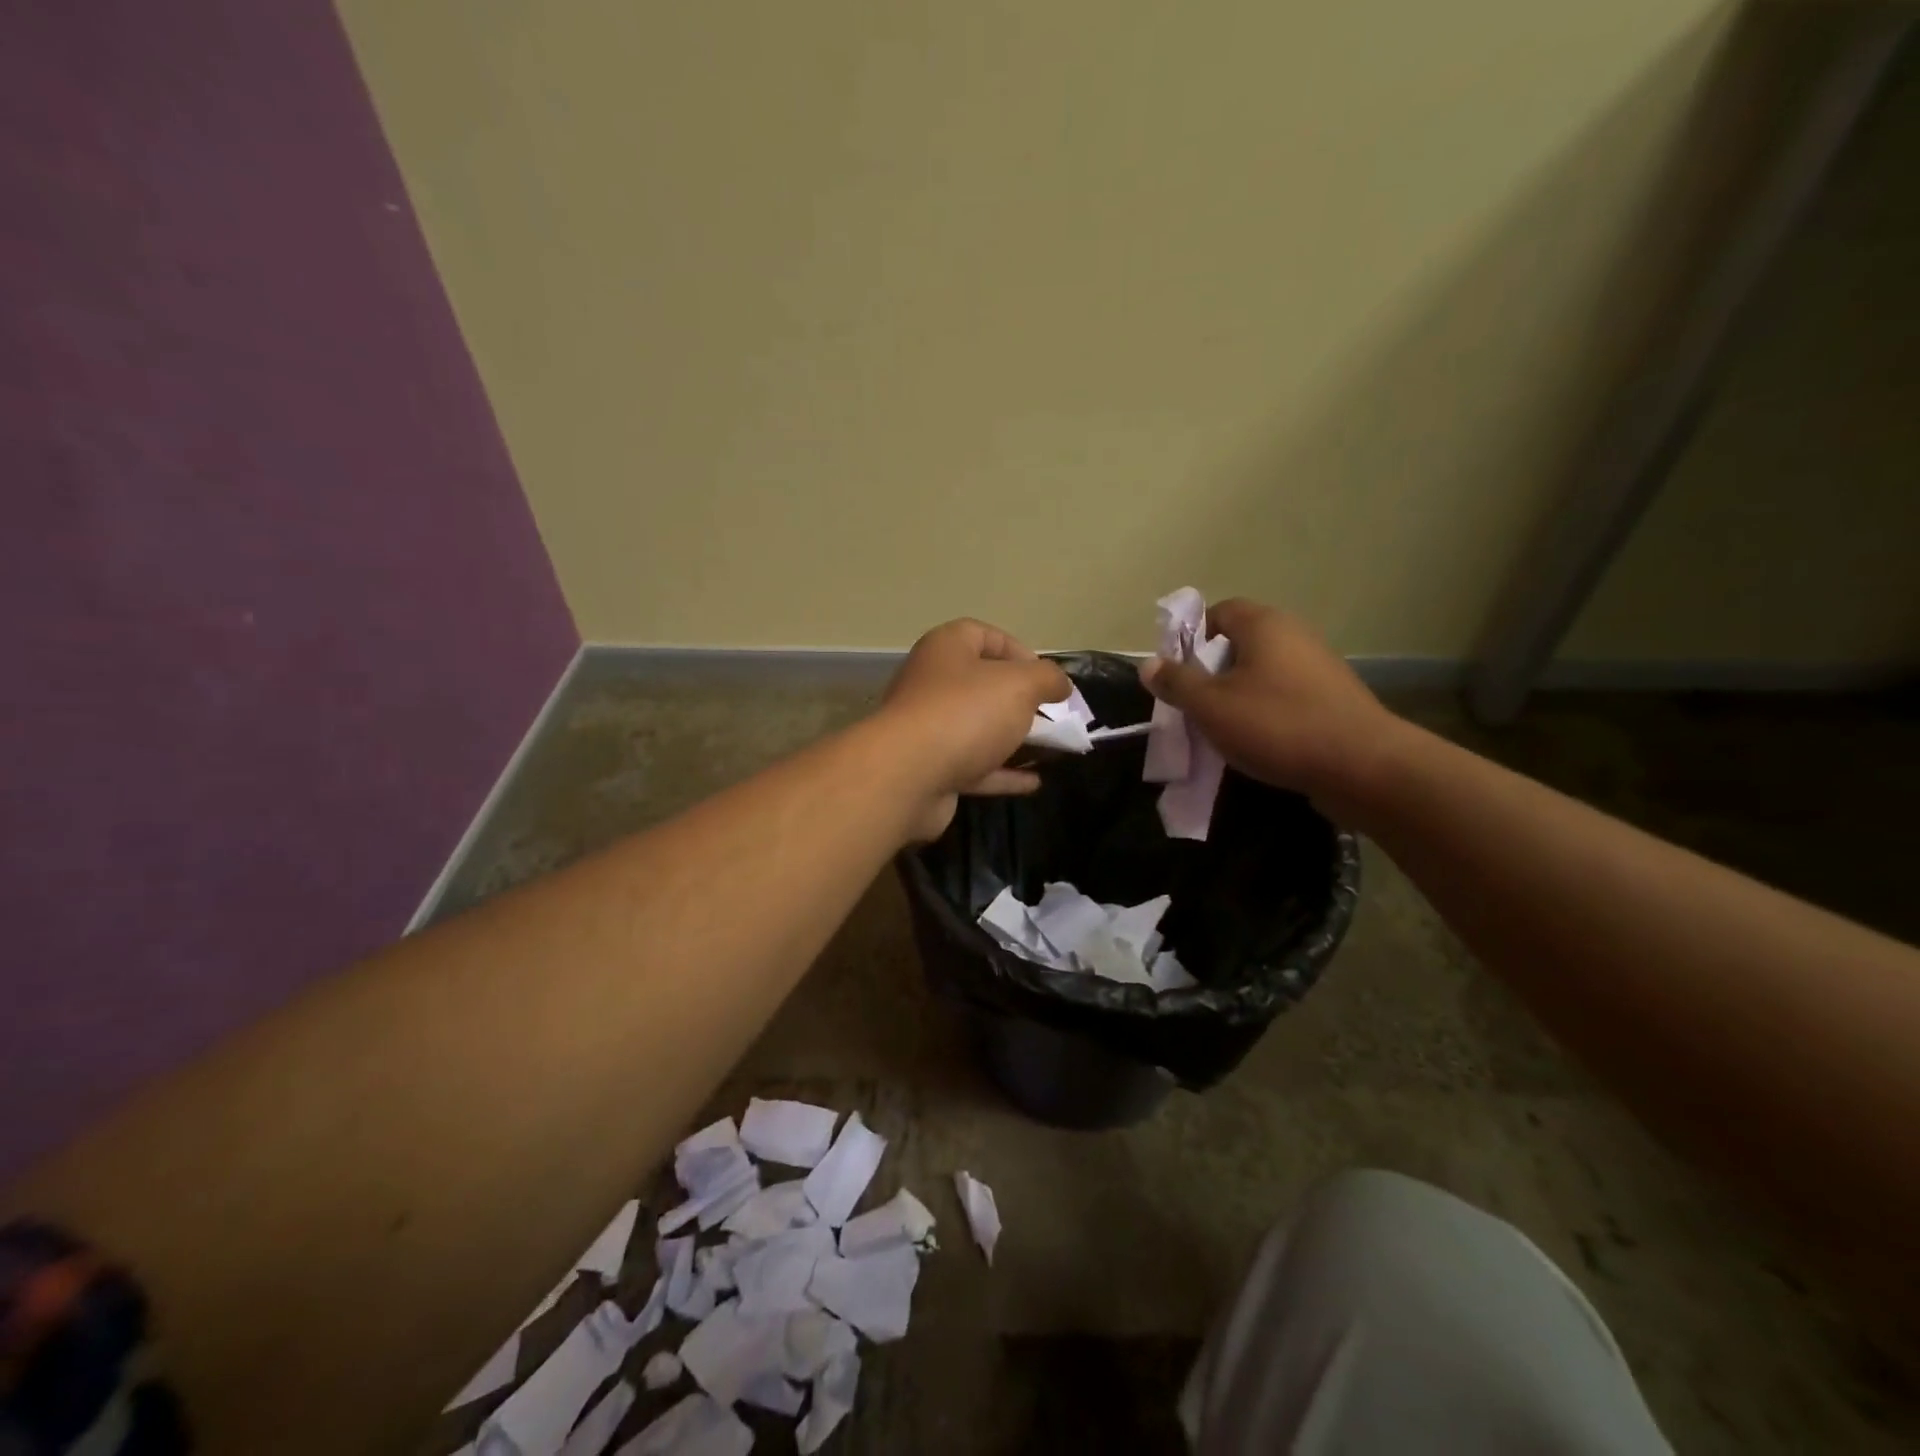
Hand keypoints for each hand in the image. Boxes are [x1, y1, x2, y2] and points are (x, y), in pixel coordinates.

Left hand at [878, 619, 1071, 840]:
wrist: (908, 776)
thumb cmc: (966, 712)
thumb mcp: (1020, 684)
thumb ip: (1047, 679)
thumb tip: (1061, 685)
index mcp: (946, 649)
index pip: (983, 635)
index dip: (1018, 650)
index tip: (1046, 677)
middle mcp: (932, 684)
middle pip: (981, 685)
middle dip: (1020, 700)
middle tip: (1053, 715)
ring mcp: (928, 730)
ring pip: (978, 728)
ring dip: (1013, 739)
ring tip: (1052, 749)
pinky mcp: (930, 770)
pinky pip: (973, 766)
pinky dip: (1002, 773)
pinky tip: (1034, 781)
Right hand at [1139, 599, 1404, 822]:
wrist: (1362, 766)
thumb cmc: (1277, 725)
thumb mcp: (1211, 706)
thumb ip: (1176, 682)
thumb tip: (1147, 664)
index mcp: (1264, 625)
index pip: (1219, 612)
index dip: (1191, 637)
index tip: (1176, 672)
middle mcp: (1294, 635)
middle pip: (1240, 644)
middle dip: (1211, 672)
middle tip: (1193, 704)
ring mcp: (1319, 666)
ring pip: (1262, 673)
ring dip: (1237, 695)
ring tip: (1220, 728)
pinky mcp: (1333, 698)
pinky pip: (1285, 696)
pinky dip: (1265, 712)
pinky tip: (1257, 742)